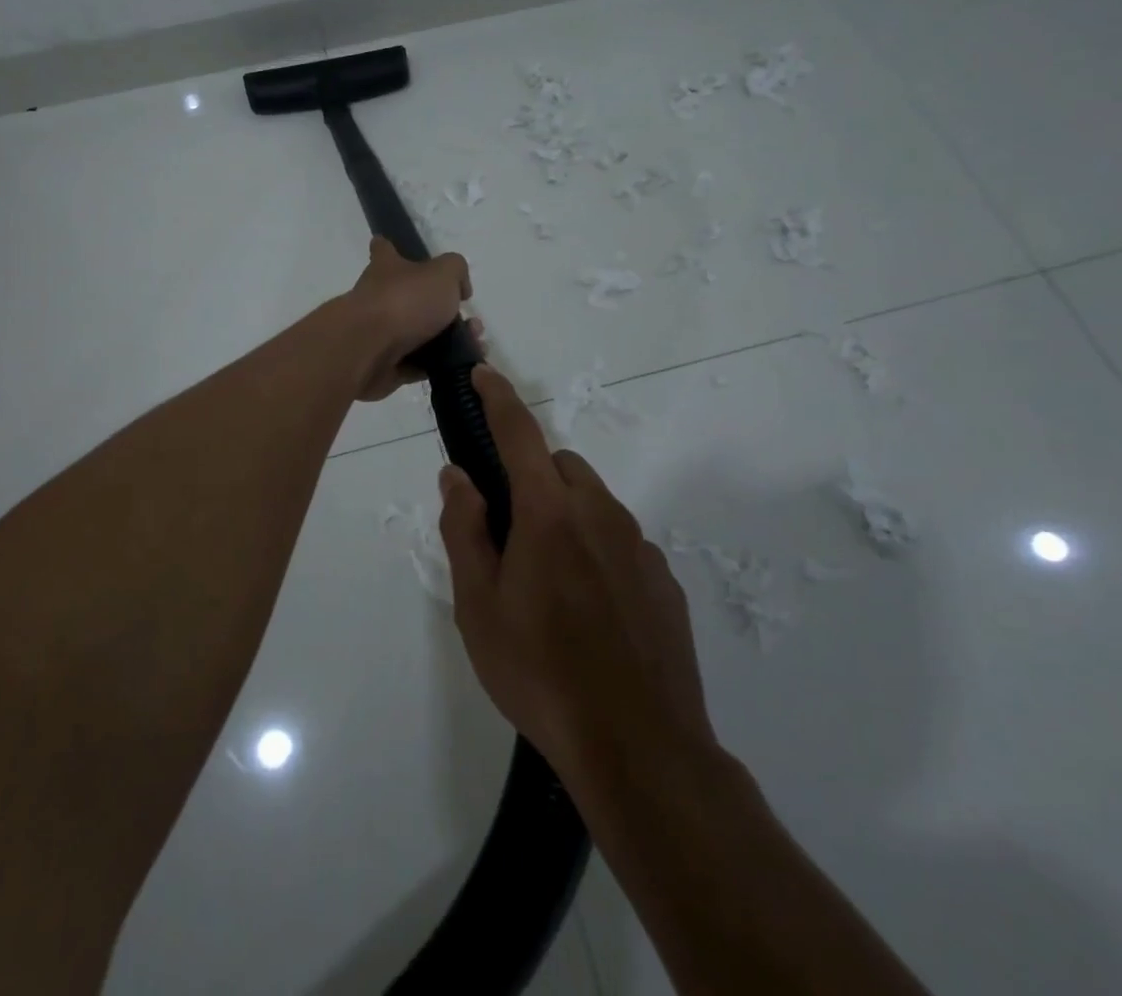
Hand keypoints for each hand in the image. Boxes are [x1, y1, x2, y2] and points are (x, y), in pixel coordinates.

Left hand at [340, 237, 471, 400]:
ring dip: (450, 339)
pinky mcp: (385, 365)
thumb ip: (456, 272)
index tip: (402, 252)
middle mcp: (380, 298)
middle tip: (472, 321)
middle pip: (412, 298)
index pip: (384, 250)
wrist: (368, 350)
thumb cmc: (404, 301)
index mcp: (387, 268)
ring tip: (476, 343)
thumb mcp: (443, 273)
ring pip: (420, 334)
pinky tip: (464, 365)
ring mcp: (380, 334)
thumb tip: (459, 288)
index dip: (391, 248)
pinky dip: (440, 364)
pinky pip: (419, 364)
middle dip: (444, 309)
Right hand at [438, 365, 718, 794]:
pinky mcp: (665, 581)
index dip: (498, 398)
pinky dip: (598, 551)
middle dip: (531, 478)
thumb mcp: (478, 606)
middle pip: (560, 468)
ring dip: (565, 517)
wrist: (640, 749)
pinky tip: (590, 613)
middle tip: (509, 534)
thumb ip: (464, 530)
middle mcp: (600, 514)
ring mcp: (640, 547)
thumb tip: (457, 475)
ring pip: (593, 504)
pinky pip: (621, 542)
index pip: (519, 434)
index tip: (484, 372)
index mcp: (549, 513)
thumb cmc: (540, 672)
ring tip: (549, 586)